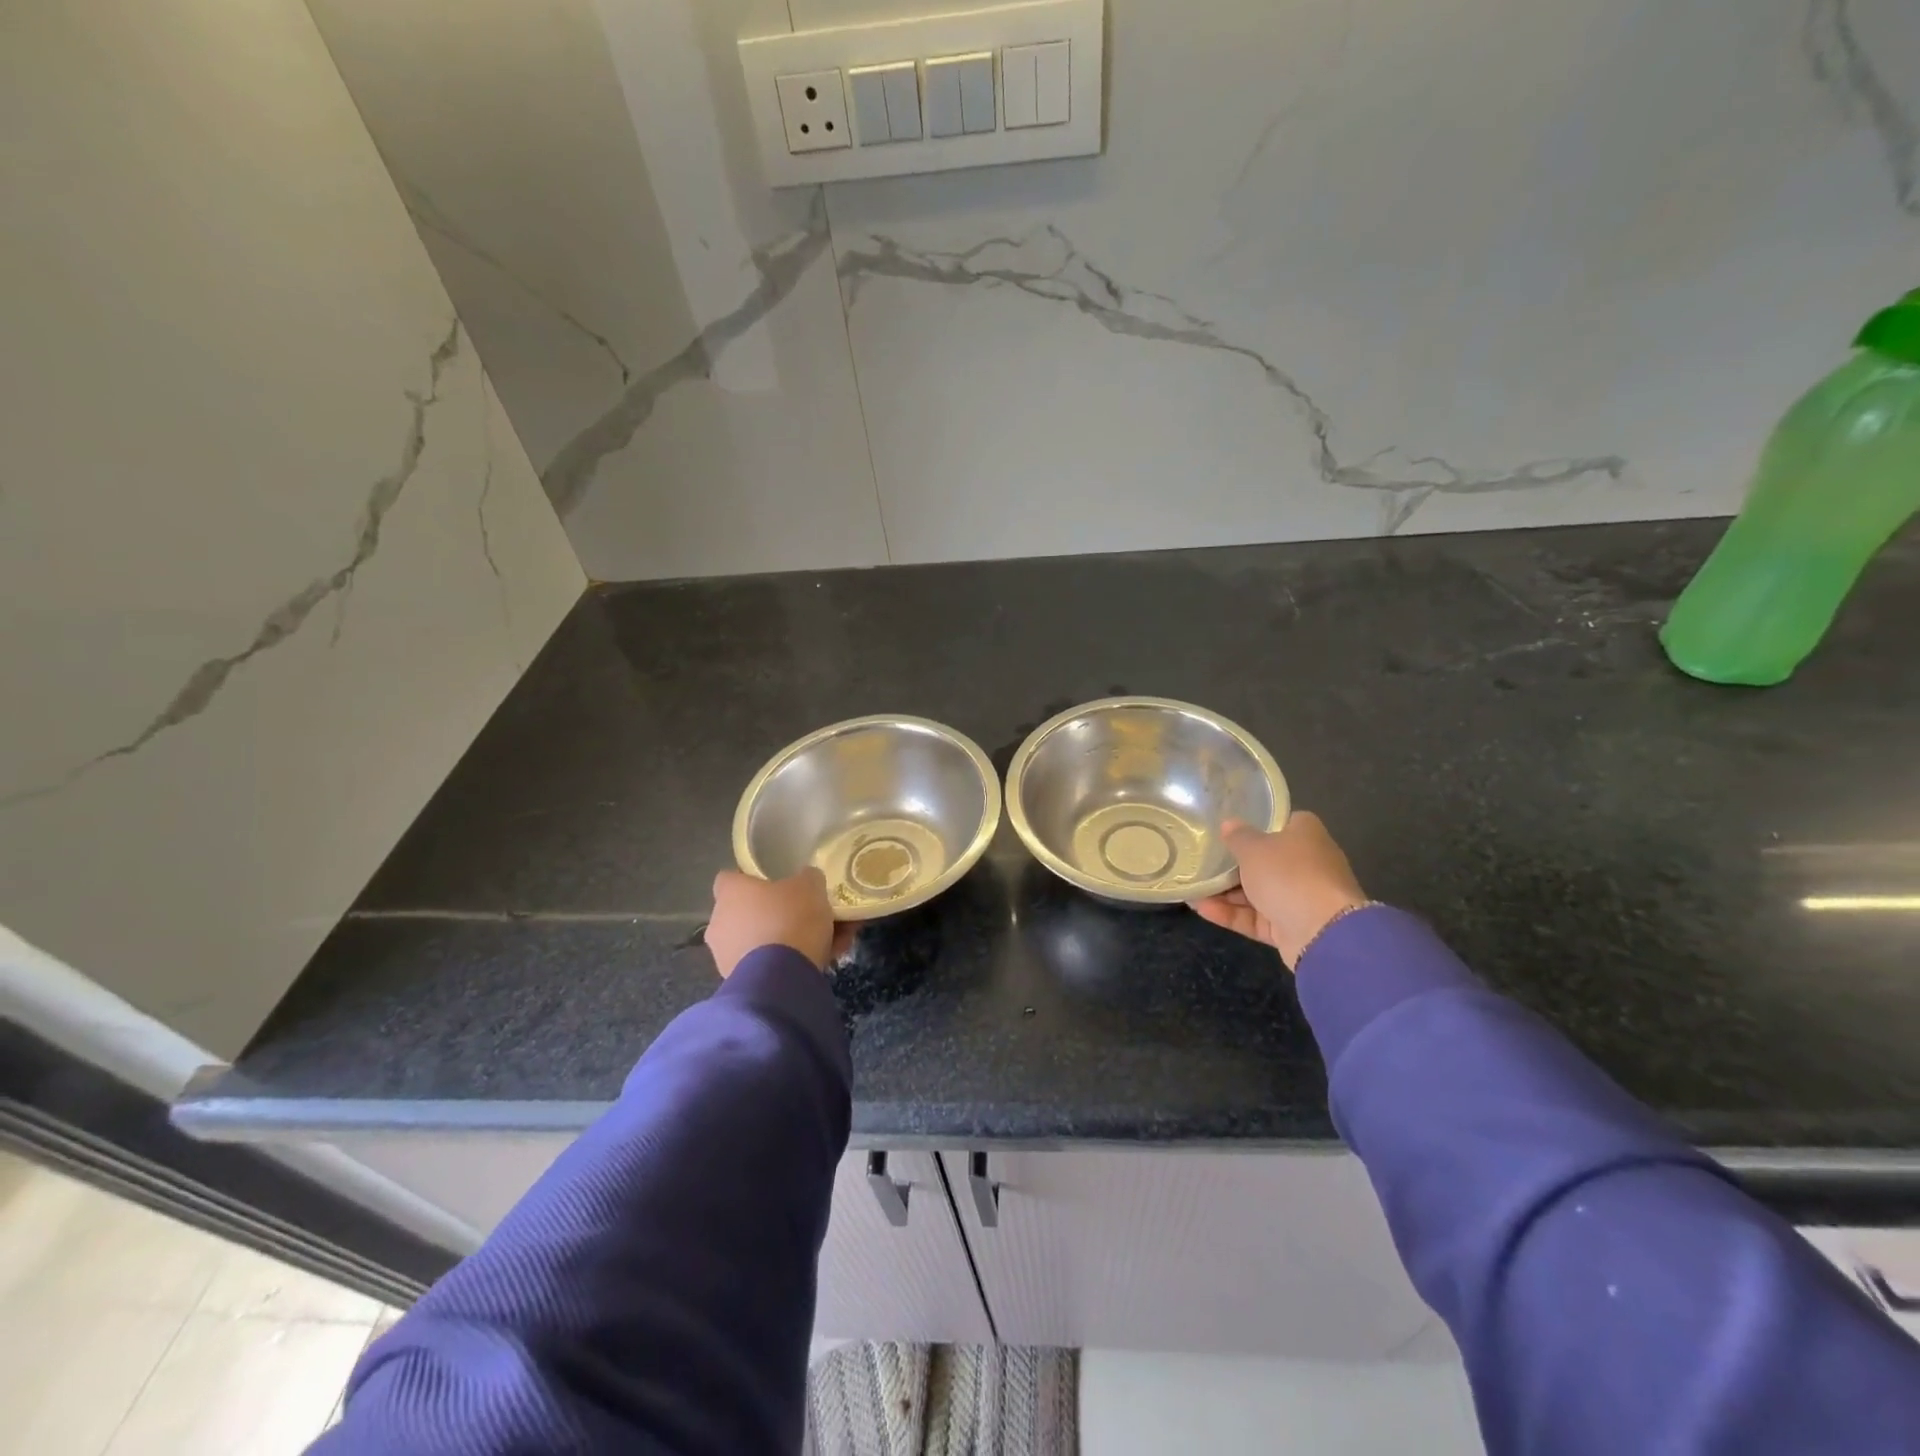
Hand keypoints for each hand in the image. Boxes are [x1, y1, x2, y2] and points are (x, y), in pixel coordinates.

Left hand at [705, 867, 851, 976]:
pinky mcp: (737, 983)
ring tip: (821, 945)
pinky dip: (785, 964)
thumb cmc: (790, 918)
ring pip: (758, 942)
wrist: (781, 977)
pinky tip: (818, 963)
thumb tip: (806, 879)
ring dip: (782, 942)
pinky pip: (765, 966)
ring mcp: (724, 956)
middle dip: (772, 915)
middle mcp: (720, 922)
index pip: (729, 878)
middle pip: (746, 913)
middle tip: (804, 917)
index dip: (750, 880)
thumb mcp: (810, 886)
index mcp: (730, 892)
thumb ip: (807, 878)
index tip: (773, 884)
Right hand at [1189, 811, 1369, 968]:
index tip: (1226, 830)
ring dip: (1225, 892)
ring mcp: (1299, 897)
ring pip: (1257, 891)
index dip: (1254, 825)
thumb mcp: (1254, 847)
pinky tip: (1200, 908)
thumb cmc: (1288, 874)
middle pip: (1264, 860)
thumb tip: (1229, 824)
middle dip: (1232, 864)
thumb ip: (1237, 836)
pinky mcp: (1290, 926)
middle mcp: (1306, 863)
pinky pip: (1256, 916)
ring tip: (1191, 888)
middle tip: (1200, 861)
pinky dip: (1231, 913)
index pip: (1279, 824)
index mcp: (1305, 835)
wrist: (1322, 932)